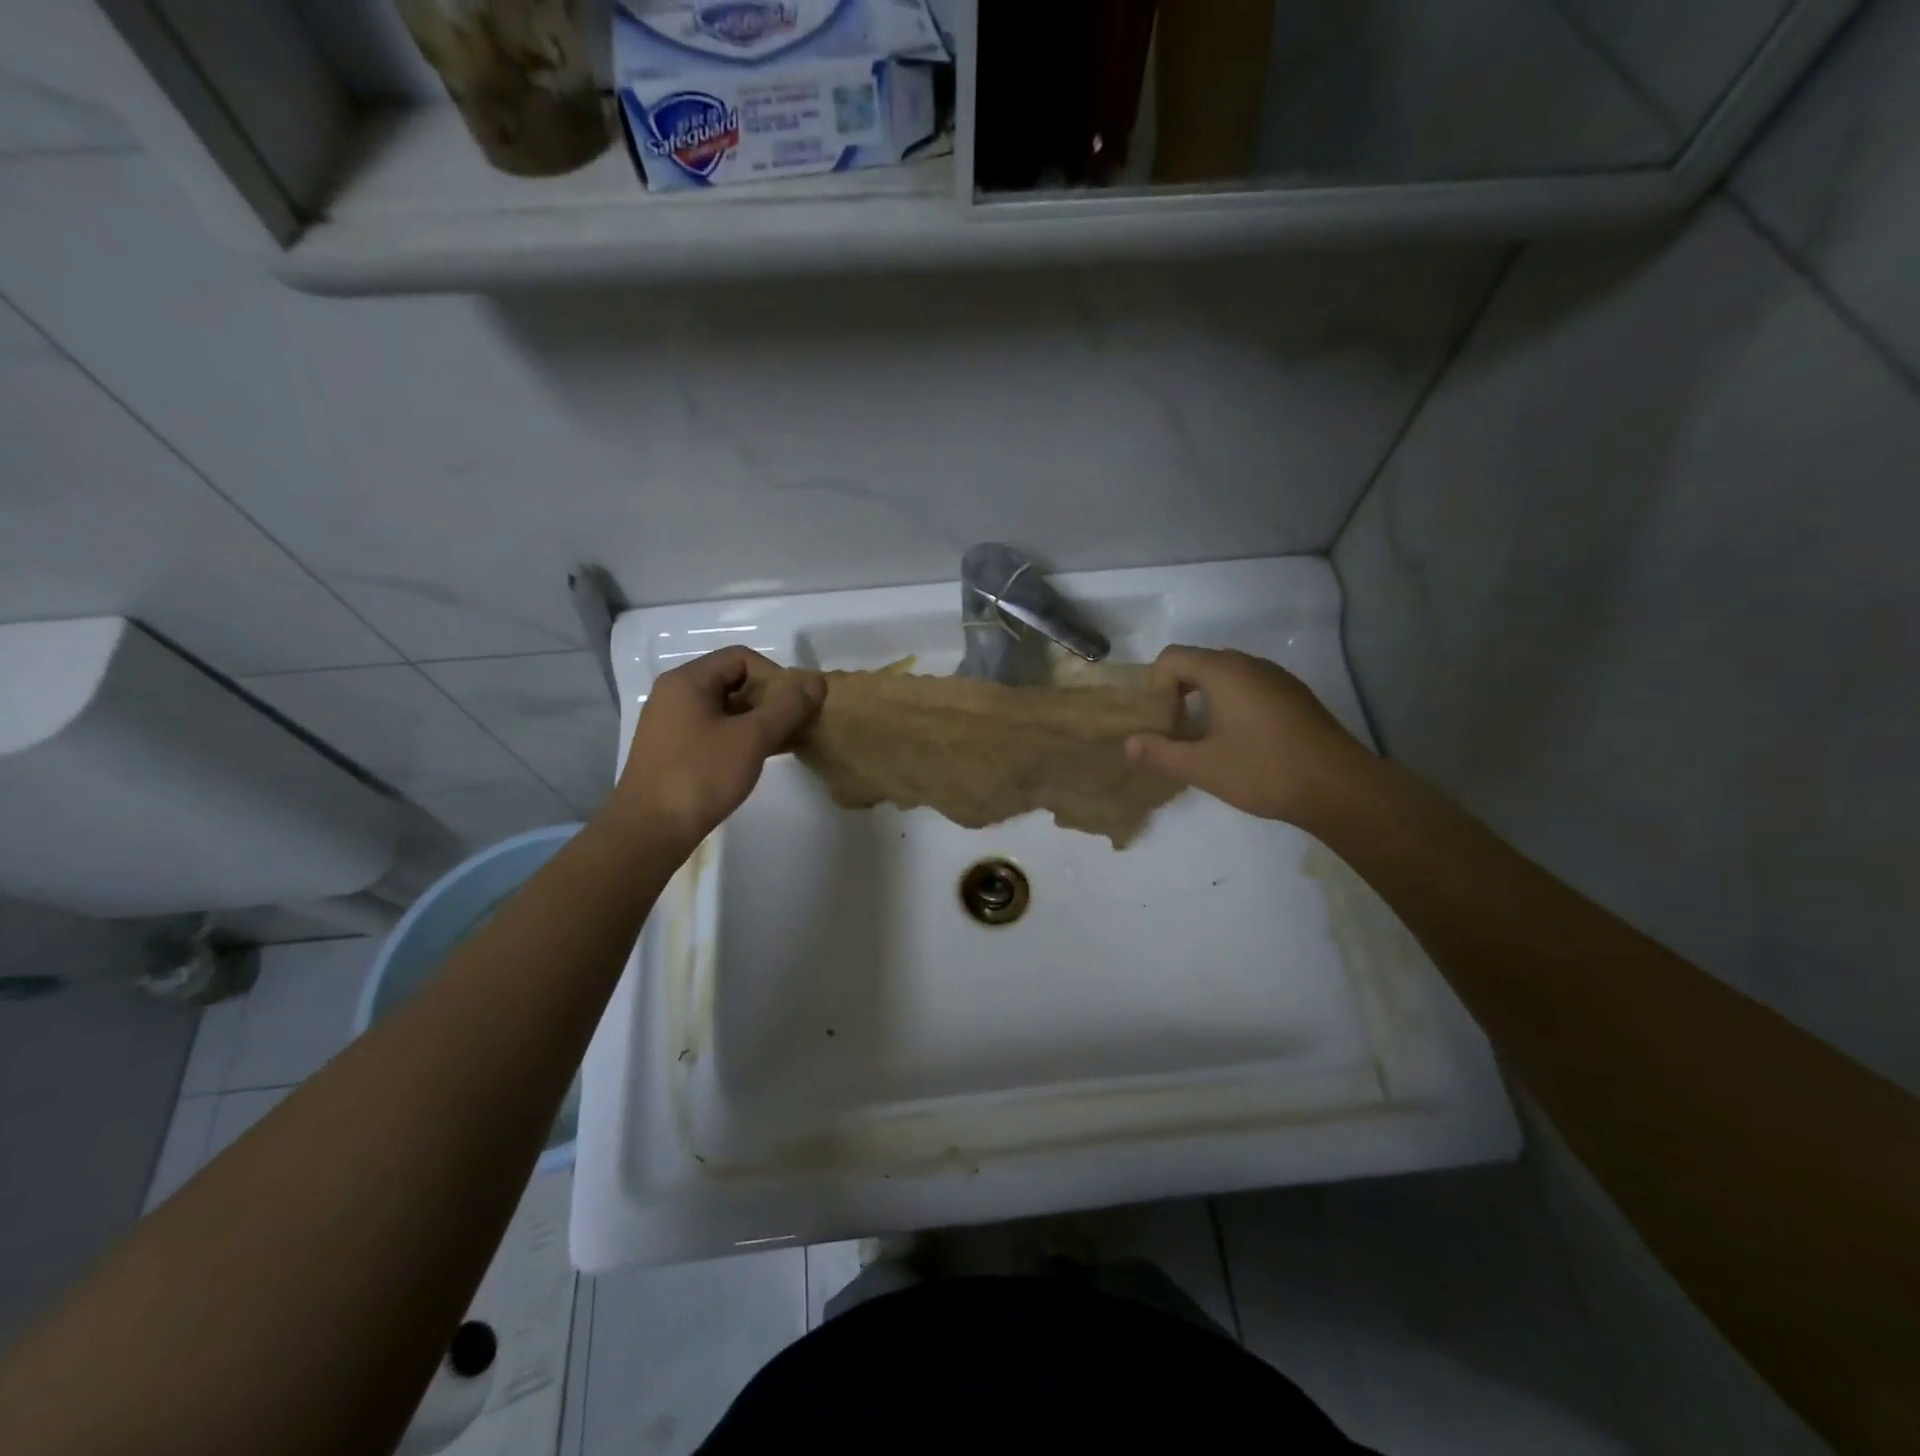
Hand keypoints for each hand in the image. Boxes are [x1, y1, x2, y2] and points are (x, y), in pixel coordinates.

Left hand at [614, 646, 824, 848]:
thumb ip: (787, 706)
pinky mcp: (673, 750)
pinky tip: (760, 757)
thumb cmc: (700, 776)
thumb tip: (816, 681)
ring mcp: (672, 724)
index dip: (775, 675)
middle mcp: (675, 694)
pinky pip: (715, 730)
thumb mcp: (752, 738)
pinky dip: (740, 737)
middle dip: (769, 698)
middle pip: (733, 680)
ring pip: (726, 708)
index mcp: (687, 680)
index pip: (741, 658)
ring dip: (758, 720)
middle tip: (795, 725)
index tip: (795, 706)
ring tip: (784, 743)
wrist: (649, 831)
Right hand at [1125, 645, 1369, 826]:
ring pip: (1225, 677)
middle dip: (1177, 695)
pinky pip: (1249, 688)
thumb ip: (1160, 753)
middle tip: (1176, 734)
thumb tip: (1130, 743)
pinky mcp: (1294, 696)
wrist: (1341, 788)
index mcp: (1224, 672)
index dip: (1155, 688)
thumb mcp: (1203, 767)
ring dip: (1204, 702)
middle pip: (1197, 664)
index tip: (1163, 724)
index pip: (1171, 658)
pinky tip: (1240, 744)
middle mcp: (1250, 664)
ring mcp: (1277, 678)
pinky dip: (1231, 706)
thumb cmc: (1265, 771)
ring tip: (1205, 742)